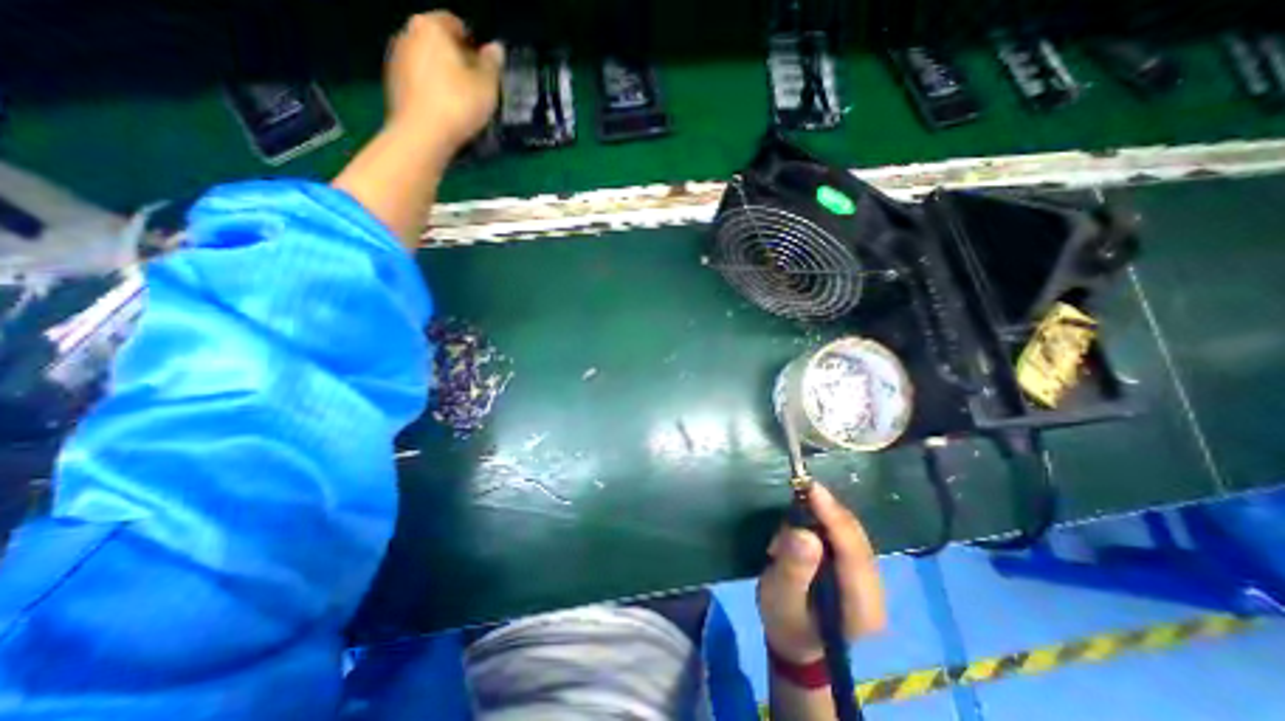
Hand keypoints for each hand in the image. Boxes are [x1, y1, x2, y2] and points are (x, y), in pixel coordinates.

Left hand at [379, 11, 501, 154]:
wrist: (422, 135)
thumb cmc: (458, 105)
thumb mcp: (487, 86)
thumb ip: (492, 64)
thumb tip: (495, 49)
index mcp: (431, 26)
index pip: (456, 24)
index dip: (474, 46)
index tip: (486, 69)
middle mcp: (408, 34)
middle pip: (439, 43)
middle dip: (457, 61)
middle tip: (476, 87)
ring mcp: (397, 59)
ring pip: (428, 63)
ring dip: (444, 77)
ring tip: (462, 103)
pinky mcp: (393, 84)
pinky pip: (419, 82)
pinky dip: (432, 92)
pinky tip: (446, 112)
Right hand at [755, 484, 889, 664]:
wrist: (795, 642)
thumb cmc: (786, 624)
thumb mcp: (781, 599)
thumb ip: (793, 568)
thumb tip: (804, 533)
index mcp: (862, 608)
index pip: (853, 554)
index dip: (833, 518)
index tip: (812, 488)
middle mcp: (875, 592)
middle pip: (856, 539)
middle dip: (828, 511)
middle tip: (799, 489)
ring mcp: (870, 580)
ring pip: (852, 534)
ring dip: (823, 516)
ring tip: (796, 509)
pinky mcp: (858, 569)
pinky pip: (845, 536)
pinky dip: (824, 522)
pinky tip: (806, 519)